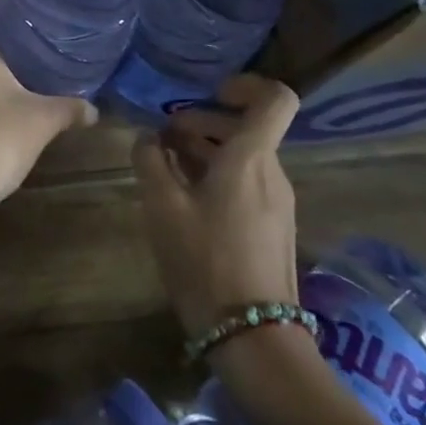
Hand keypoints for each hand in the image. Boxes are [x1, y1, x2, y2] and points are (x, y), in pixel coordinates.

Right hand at [133, 76, 301, 334]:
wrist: (254, 339)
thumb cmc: (205, 261)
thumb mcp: (163, 206)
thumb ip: (150, 161)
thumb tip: (148, 138)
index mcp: (251, 158)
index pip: (275, 99)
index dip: (246, 85)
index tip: (210, 93)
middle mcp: (273, 173)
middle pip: (247, 127)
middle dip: (203, 122)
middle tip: (163, 138)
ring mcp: (278, 202)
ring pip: (244, 156)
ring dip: (206, 151)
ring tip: (165, 167)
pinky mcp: (274, 228)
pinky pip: (247, 183)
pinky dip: (217, 176)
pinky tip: (185, 198)